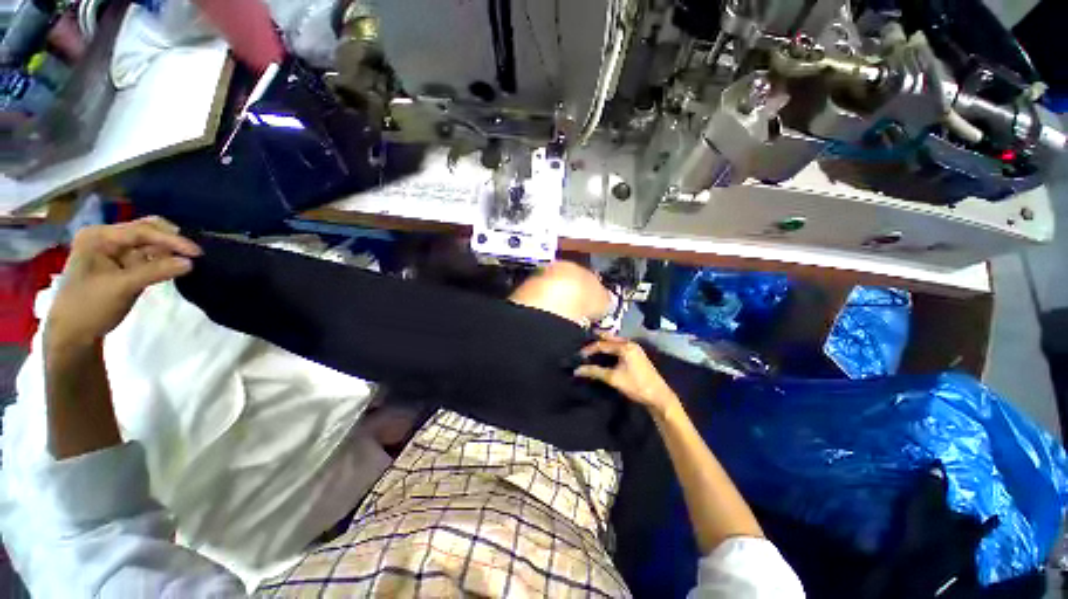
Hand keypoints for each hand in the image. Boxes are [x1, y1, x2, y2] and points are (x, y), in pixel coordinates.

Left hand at [45, 217, 201, 352]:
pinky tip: (177, 265)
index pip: (141, 231)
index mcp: (99, 237)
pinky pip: (148, 257)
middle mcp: (106, 239)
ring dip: (169, 250)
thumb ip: (156, 272)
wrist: (72, 333)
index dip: (171, 240)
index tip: (197, 252)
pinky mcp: (123, 266)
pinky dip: (163, 260)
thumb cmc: (89, 306)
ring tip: (191, 259)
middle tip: (195, 252)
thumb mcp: (122, 287)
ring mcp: (114, 252)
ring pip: (149, 244)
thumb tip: (191, 263)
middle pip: (145, 231)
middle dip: (170, 240)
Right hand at [574, 333, 680, 417]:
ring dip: (604, 343)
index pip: (602, 344)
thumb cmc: (636, 385)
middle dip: (597, 339)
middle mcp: (630, 344)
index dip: (589, 349)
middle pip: (610, 338)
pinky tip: (606, 353)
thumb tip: (577, 370)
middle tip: (584, 341)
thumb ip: (595, 372)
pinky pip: (620, 346)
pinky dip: (611, 347)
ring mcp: (635, 348)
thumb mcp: (613, 378)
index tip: (579, 355)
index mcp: (625, 347)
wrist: (658, 396)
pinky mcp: (637, 355)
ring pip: (615, 341)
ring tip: (592, 346)